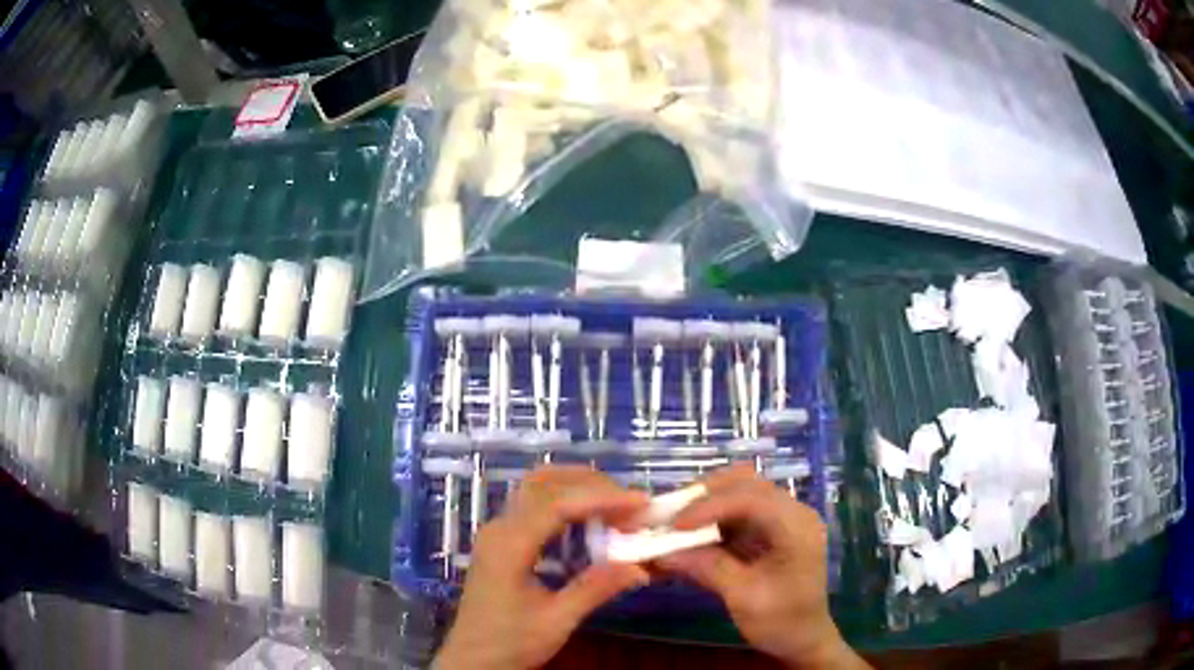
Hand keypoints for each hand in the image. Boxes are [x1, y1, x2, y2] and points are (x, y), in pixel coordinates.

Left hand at [434, 466, 650, 669]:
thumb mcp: (556, 621)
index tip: (640, 502)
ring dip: (577, 487)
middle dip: (591, 485)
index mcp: (509, 545)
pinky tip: (588, 518)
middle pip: (544, 484)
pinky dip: (565, 501)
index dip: (601, 498)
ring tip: (615, 503)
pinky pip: (534, 505)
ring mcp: (497, 532)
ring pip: (536, 489)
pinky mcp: (501, 541)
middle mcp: (499, 528)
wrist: (471, 659)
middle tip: (631, 502)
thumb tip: (641, 567)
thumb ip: (595, 589)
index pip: (557, 504)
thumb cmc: (510, 642)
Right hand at [656, 465, 867, 668]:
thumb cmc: (781, 621)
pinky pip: (738, 510)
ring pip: (740, 491)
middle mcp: (793, 512)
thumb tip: (661, 553)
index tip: (675, 524)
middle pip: (747, 483)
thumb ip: (707, 568)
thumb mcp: (743, 598)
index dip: (710, 506)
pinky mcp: (770, 529)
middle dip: (705, 495)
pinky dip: (712, 517)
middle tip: (670, 513)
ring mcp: (783, 518)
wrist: (804, 638)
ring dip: (706, 502)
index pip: (751, 499)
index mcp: (796, 527)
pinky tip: (690, 532)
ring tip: (675, 520)